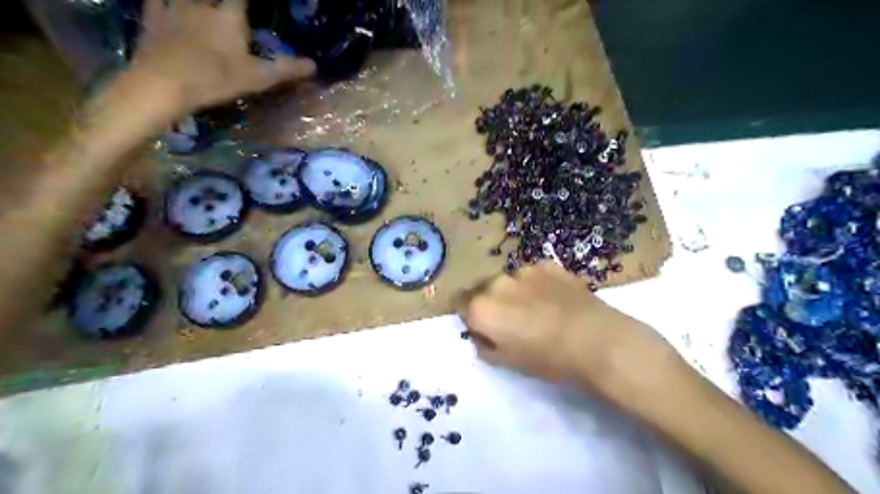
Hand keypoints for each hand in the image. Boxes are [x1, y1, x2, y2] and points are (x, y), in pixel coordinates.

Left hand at [127, 0, 311, 115]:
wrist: (165, 82)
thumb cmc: (216, 79)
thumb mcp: (258, 78)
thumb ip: (286, 70)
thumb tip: (315, 66)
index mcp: (229, 18)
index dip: (246, 0)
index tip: (249, 6)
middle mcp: (202, 5)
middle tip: (226, 4)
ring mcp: (174, 8)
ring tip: (201, 4)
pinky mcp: (153, 17)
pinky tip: (165, 2)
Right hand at [462, 261, 670, 391]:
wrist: (595, 340)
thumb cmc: (548, 359)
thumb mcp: (508, 362)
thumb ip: (485, 345)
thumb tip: (481, 334)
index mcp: (481, 309)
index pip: (461, 305)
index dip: (472, 317)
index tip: (484, 327)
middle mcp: (496, 283)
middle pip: (484, 290)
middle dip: (491, 302)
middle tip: (512, 319)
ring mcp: (523, 270)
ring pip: (509, 280)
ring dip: (514, 292)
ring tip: (537, 308)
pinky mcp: (546, 264)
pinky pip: (532, 274)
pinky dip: (537, 284)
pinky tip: (555, 298)